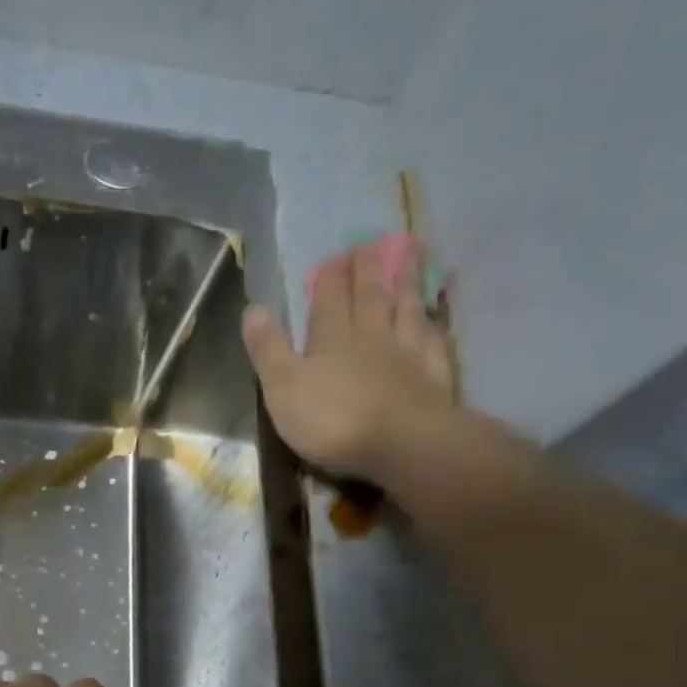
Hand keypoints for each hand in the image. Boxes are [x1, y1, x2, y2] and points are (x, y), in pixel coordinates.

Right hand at [241, 234, 454, 483]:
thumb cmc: (332, 420)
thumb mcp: (283, 388)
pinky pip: (432, 338)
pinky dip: (432, 321)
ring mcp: (407, 352)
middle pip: (368, 296)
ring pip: (404, 308)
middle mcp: (370, 336)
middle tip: (369, 243)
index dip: (329, 278)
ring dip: (403, 282)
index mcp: (331, 339)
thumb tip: (253, 309)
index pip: (328, 300)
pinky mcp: (433, 374)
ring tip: (407, 257)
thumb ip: (269, 350)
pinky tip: (433, 314)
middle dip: (366, 270)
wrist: (401, 442)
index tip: (334, 256)